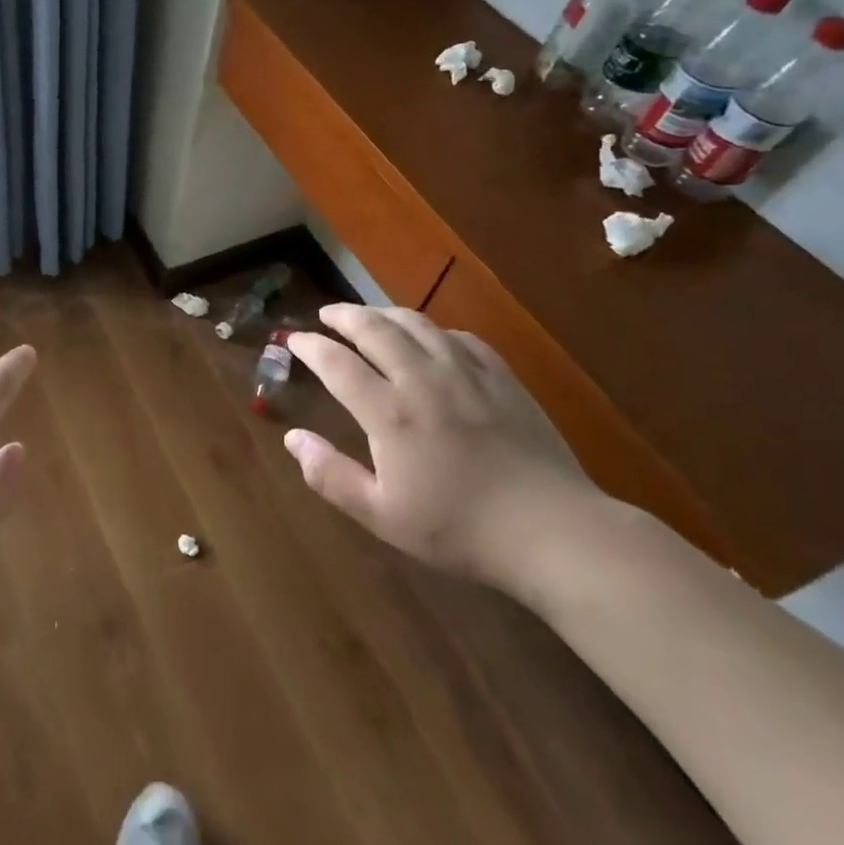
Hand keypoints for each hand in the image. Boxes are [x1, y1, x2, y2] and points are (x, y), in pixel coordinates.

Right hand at [285, 303, 601, 590]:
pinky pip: (460, 337)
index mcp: (388, 412)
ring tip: (369, 316)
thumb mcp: (381, 515)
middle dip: (344, 315)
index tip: (294, 339)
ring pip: (417, 324)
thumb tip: (292, 437)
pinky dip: (434, 330)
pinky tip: (431, 338)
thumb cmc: (458, 528)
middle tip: (326, 314)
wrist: (551, 530)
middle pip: (375, 329)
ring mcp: (466, 374)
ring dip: (384, 313)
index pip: (337, 363)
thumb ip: (330, 475)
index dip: (310, 347)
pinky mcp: (502, 378)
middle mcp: (422, 380)